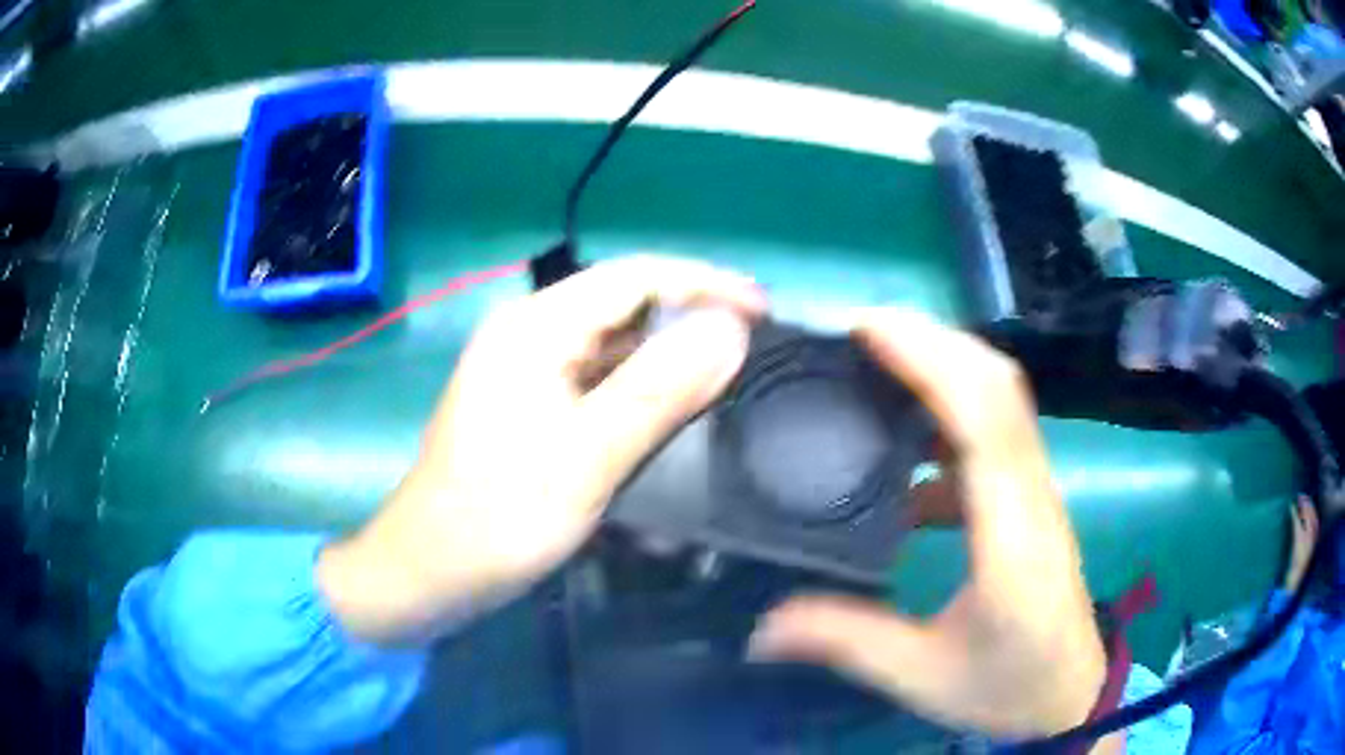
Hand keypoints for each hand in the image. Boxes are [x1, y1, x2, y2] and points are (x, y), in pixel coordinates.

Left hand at [319, 255, 765, 641]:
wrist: (428, 573)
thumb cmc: (497, 519)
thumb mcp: (584, 458)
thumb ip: (658, 391)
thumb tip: (731, 330)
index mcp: (534, 328)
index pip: (635, 277)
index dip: (705, 286)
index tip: (765, 313)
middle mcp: (529, 334)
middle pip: (625, 305)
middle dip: (692, 319)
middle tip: (756, 348)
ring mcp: (528, 371)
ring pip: (614, 345)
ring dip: (670, 355)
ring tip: (728, 375)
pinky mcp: (532, 406)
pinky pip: (599, 381)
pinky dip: (642, 388)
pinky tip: (673, 407)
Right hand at [750, 309, 1107, 739]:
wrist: (1069, 695)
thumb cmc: (1008, 686)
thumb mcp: (923, 674)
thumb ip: (846, 641)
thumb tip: (760, 625)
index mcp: (1011, 534)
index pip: (983, 417)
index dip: (929, 359)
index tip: (864, 329)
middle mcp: (1031, 494)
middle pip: (997, 383)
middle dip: (931, 340)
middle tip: (855, 332)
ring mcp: (1035, 491)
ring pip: (998, 398)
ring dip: (940, 366)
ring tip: (873, 366)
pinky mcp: (1027, 499)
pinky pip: (990, 434)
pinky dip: (944, 417)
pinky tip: (901, 459)